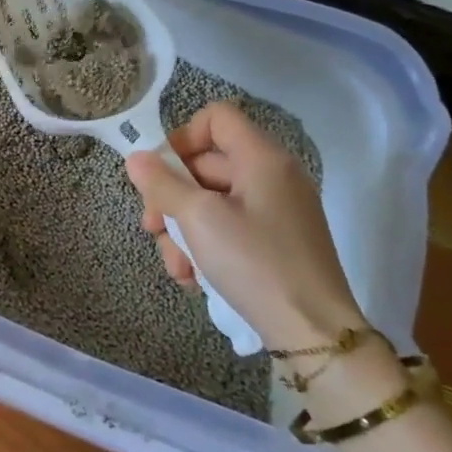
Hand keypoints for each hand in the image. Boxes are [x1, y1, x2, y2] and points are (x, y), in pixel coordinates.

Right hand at [125, 100, 362, 349]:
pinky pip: (229, 227)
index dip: (182, 136)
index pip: (216, 117)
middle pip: (206, 164)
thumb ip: (163, 184)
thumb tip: (136, 158)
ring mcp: (276, 211)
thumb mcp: (199, 219)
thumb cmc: (255, 263)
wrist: (315, 334)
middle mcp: (273, 176)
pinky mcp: (276, 242)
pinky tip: (194, 277)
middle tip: (152, 227)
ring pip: (211, 202)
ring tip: (176, 266)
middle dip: (171, 196)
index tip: (160, 173)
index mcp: (262, 158)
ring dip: (183, 230)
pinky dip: (206, 246)